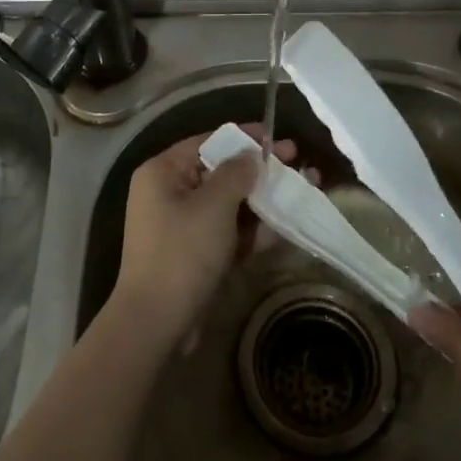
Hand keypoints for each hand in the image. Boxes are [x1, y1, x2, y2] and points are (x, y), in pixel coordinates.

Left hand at [112, 126, 297, 348]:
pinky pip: (228, 232)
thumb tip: (251, 155)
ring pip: (229, 204)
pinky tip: (287, 225)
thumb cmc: (183, 251)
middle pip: (221, 172)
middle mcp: (170, 193)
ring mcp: (183, 226)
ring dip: (263, 200)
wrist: (157, 322)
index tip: (276, 137)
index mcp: (163, 172)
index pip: (208, 143)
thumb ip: (237, 173)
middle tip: (298, 164)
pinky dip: (253, 230)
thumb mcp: (214, 205)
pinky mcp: (196, 254)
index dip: (243, 138)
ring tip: (302, 191)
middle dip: (260, 171)